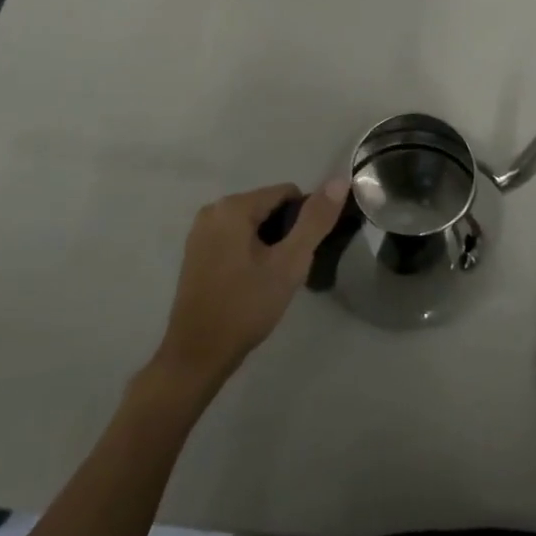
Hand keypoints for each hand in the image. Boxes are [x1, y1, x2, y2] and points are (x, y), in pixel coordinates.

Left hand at [151, 178, 347, 390]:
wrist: (197, 356)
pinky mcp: (196, 252)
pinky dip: (250, 252)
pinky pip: (235, 238)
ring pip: (253, 224)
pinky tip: (252, 282)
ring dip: (269, 244)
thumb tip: (340, 179)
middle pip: (269, 207)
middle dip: (285, 233)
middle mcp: (213, 210)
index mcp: (233, 206)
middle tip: (287, 270)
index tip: (303, 254)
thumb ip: (315, 220)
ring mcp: (200, 232)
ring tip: (272, 278)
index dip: (304, 221)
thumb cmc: (246, 306)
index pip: (287, 193)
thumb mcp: (289, 263)